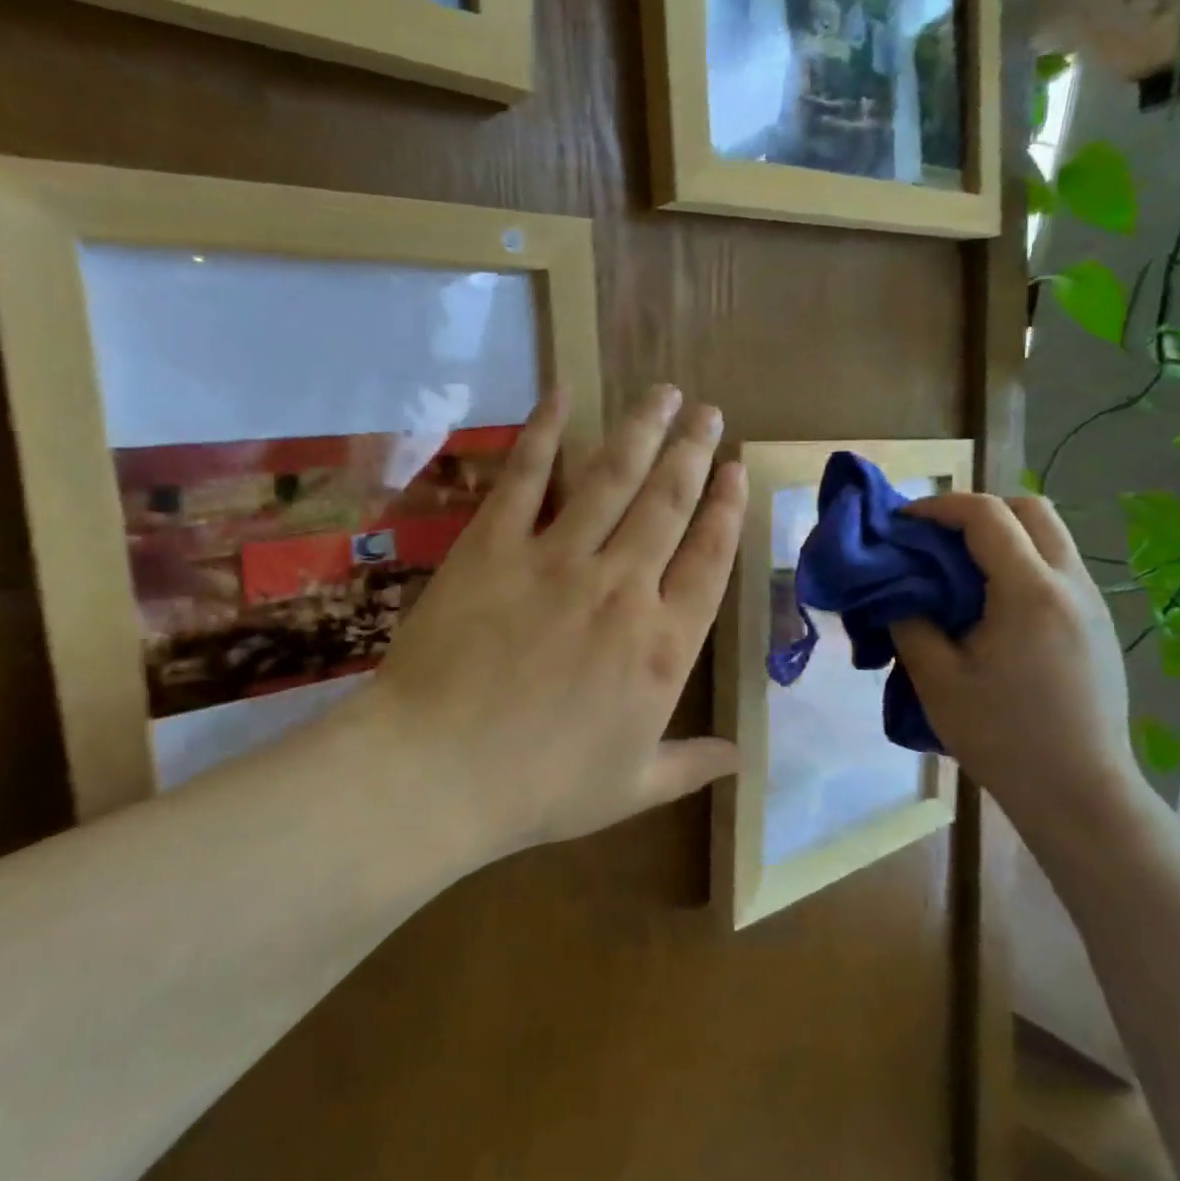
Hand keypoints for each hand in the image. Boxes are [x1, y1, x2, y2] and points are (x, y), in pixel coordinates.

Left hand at [341, 384, 747, 857]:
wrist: (437, 774)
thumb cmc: (540, 788)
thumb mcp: (631, 787)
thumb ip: (692, 763)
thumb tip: (742, 757)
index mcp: (663, 644)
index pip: (711, 557)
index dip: (728, 508)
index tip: (737, 470)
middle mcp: (622, 586)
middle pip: (669, 502)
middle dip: (694, 451)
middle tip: (710, 413)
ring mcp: (557, 558)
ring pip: (613, 477)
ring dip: (643, 429)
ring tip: (665, 393)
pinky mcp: (494, 545)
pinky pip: (526, 477)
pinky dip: (544, 430)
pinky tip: (563, 393)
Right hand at [889, 494, 1139, 831]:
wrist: (1080, 794)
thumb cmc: (1003, 737)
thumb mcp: (937, 680)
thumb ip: (911, 623)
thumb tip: (900, 591)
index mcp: (1030, 591)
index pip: (986, 515)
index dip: (939, 507)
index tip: (902, 522)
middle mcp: (1070, 584)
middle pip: (1031, 509)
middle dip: (979, 510)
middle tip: (937, 539)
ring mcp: (1092, 603)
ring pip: (1050, 536)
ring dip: (1003, 536)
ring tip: (960, 572)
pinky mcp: (1098, 626)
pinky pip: (1059, 568)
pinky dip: (1022, 563)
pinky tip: (994, 607)